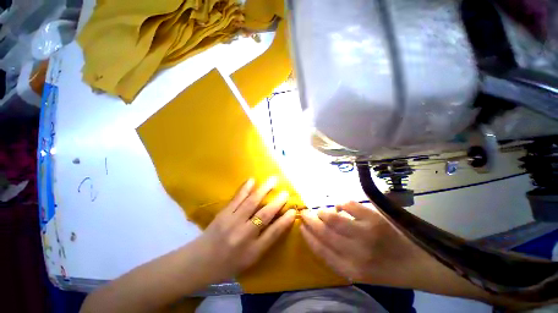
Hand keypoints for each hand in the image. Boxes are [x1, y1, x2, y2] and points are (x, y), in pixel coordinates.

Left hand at [195, 177, 295, 282]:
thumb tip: (280, 222)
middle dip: (277, 202)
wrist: (200, 262)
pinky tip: (252, 180)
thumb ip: (266, 241)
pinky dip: (245, 188)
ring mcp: (231, 222)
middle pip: (263, 215)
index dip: (284, 221)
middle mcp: (243, 235)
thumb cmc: (229, 263)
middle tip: (285, 192)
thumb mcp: (251, 259)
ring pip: (251, 203)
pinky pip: (236, 199)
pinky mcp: (223, 214)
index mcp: (252, 251)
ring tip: (273, 180)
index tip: (293, 210)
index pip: (273, 233)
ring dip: (263, 190)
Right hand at [300, 201, 422, 284]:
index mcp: (351, 269)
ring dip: (322, 212)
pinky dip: (340, 203)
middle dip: (310, 221)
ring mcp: (366, 234)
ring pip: (333, 218)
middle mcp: (356, 253)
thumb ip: (337, 259)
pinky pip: (349, 205)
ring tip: (320, 210)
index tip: (301, 227)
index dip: (308, 237)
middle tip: (304, 213)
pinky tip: (340, 206)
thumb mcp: (359, 273)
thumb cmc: (386, 269)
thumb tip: (317, 238)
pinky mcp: (375, 218)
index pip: (320, 250)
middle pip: (324, 232)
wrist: (418, 263)